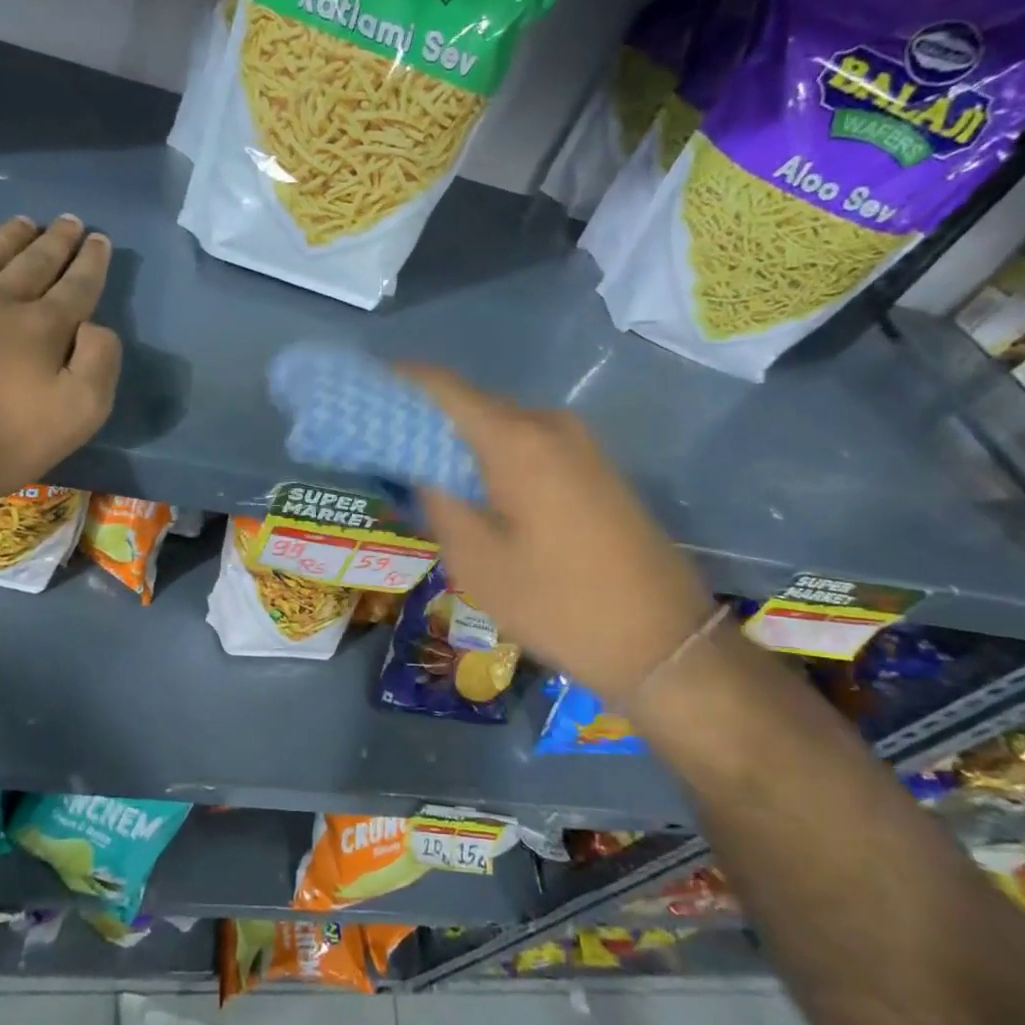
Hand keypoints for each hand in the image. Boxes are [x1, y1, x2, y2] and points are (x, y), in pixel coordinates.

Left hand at [0, 216, 120, 510]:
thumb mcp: (75, 418)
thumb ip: (99, 365)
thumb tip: (95, 325)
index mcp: (41, 327)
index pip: (76, 286)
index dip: (91, 263)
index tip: (99, 239)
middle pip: (32, 262)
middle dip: (56, 241)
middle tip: (69, 221)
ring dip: (8, 238)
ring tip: (23, 222)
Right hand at [402, 367, 714, 710]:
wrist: (664, 643)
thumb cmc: (559, 604)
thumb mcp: (476, 561)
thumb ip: (439, 501)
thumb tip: (421, 467)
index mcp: (517, 439)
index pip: (442, 387)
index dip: (398, 381)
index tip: (360, 389)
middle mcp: (550, 425)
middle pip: (472, 404)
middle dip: (423, 417)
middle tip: (380, 442)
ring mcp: (580, 445)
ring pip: (500, 426)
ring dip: (457, 440)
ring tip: (416, 468)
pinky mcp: (594, 469)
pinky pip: (528, 446)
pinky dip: (490, 456)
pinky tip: (469, 487)